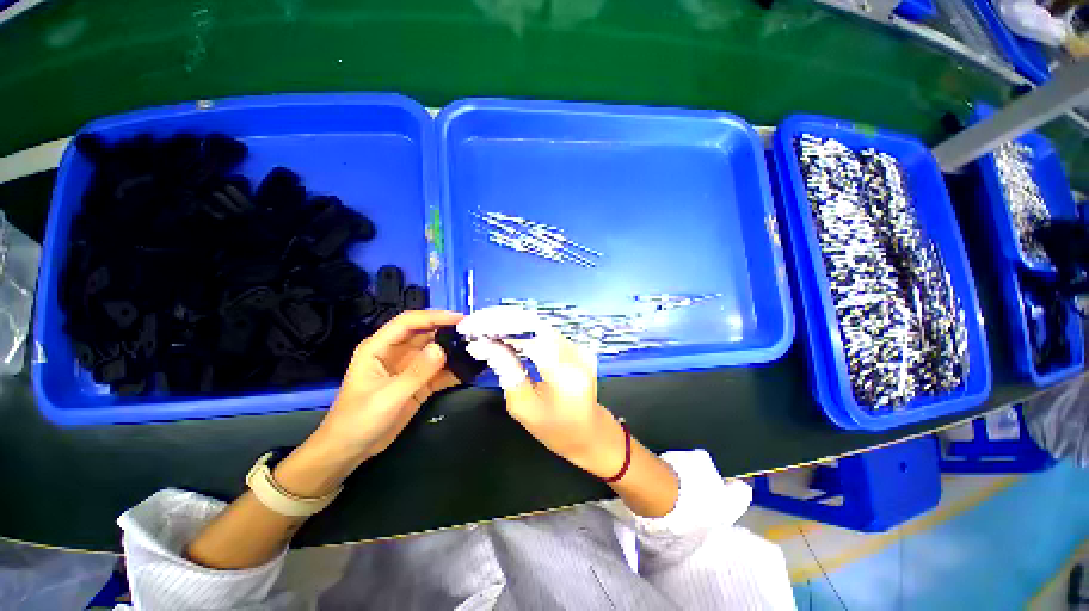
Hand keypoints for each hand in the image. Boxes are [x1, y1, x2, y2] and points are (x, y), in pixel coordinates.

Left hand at [308, 310, 464, 466]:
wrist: (350, 450)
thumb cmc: (358, 420)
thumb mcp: (387, 397)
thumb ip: (415, 373)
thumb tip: (442, 348)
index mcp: (380, 347)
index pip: (409, 323)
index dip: (434, 317)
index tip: (460, 319)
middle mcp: (396, 352)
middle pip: (426, 334)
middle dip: (449, 331)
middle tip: (475, 332)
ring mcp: (409, 367)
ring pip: (436, 351)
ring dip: (454, 350)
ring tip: (478, 348)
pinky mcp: (419, 383)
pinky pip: (440, 371)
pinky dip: (454, 370)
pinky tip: (471, 369)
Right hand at [457, 307, 626, 477]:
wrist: (590, 433)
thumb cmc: (556, 430)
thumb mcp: (524, 408)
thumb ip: (507, 372)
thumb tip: (487, 345)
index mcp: (564, 372)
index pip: (529, 335)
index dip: (499, 326)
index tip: (472, 327)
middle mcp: (574, 353)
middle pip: (533, 324)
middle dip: (501, 321)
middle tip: (474, 324)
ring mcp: (578, 347)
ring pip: (539, 325)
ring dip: (510, 324)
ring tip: (484, 327)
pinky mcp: (576, 346)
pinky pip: (545, 332)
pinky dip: (522, 330)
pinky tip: (504, 333)